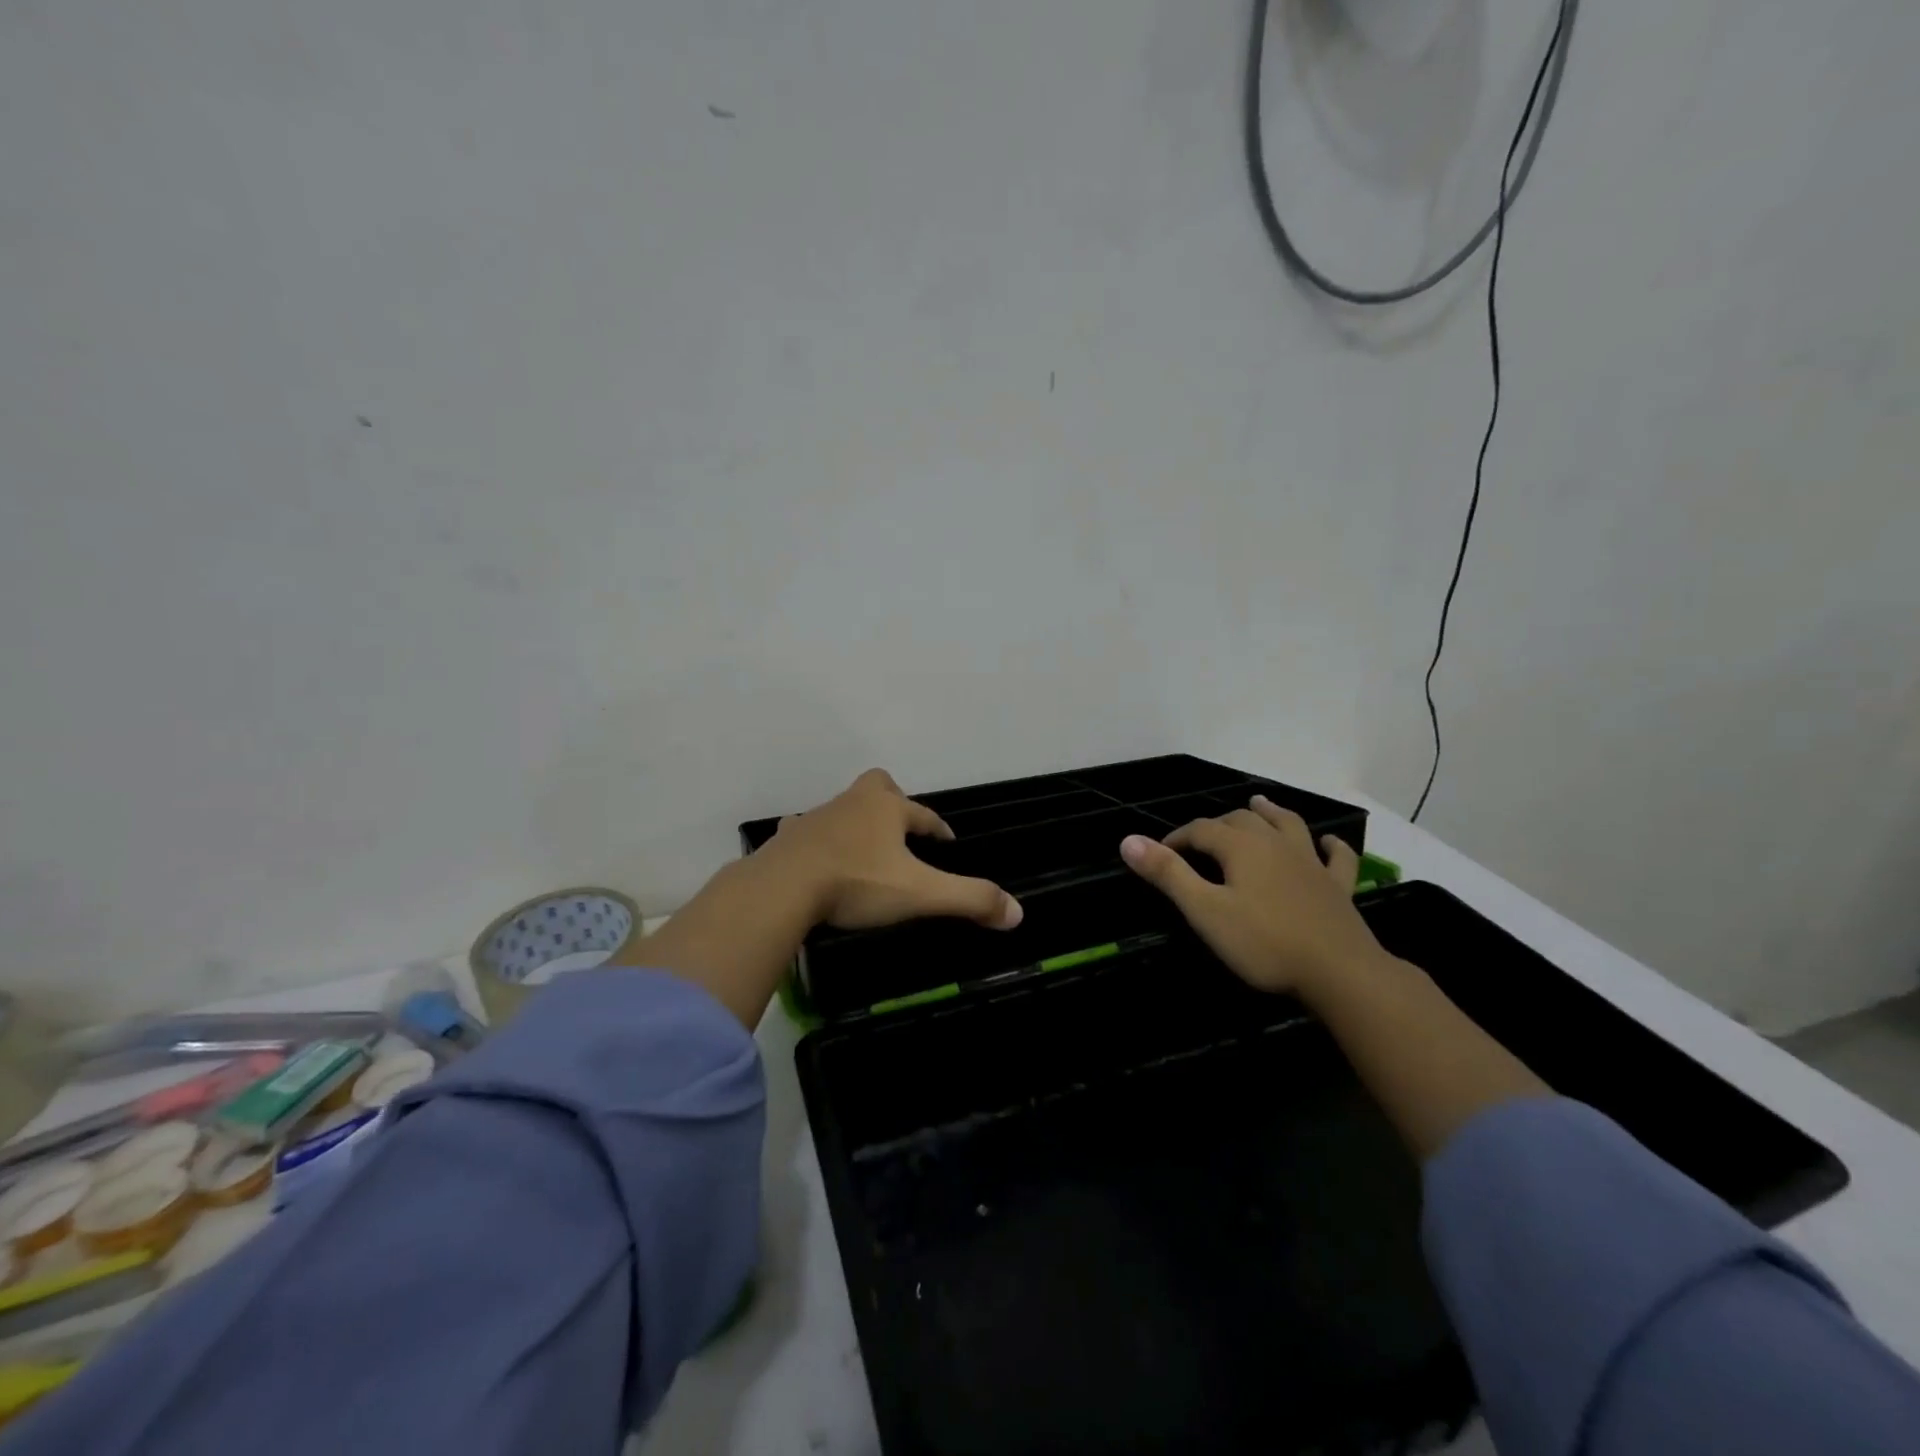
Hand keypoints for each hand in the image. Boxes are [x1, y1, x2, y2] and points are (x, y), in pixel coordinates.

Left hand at [757, 769, 1022, 931]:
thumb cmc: (858, 883)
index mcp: (887, 809)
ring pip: (843, 807)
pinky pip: (806, 829)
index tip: (948, 845)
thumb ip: (969, 899)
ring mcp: (817, 817)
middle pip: (879, 786)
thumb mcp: (920, 894)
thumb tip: (1017, 912)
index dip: (939, 829)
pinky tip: (817, 857)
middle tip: (900, 831)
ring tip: (864, 851)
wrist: (784, 887)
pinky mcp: (790, 836)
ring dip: (856, 822)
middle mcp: (853, 803)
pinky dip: (816, 839)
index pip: (924, 814)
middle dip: (893, 801)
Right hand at [1119, 795, 1382, 996]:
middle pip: (1241, 820)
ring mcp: (1311, 863)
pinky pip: (1336, 857)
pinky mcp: (1337, 887)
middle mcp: (1276, 843)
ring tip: (1259, 803)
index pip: (1200, 830)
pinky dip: (1330, 846)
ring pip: (1287, 825)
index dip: (1176, 838)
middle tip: (1200, 841)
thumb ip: (1168, 874)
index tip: (1158, 855)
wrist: (1340, 973)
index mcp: (1241, 847)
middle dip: (1216, 824)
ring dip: (1270, 812)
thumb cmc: (1264, 943)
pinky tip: (1328, 842)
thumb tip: (1129, 840)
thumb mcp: (1205, 911)